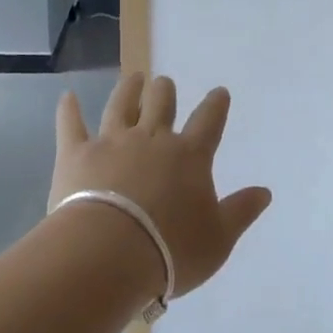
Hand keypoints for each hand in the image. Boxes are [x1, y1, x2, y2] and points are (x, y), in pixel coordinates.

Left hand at [51, 72, 271, 298]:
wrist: (108, 255)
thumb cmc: (170, 250)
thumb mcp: (218, 239)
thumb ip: (241, 211)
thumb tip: (265, 191)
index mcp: (189, 156)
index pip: (208, 122)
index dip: (215, 105)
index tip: (219, 92)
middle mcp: (152, 139)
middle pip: (161, 104)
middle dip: (165, 91)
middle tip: (164, 84)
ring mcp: (112, 142)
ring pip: (122, 105)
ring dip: (129, 90)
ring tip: (134, 77)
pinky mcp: (77, 154)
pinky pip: (71, 125)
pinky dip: (69, 110)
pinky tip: (68, 96)